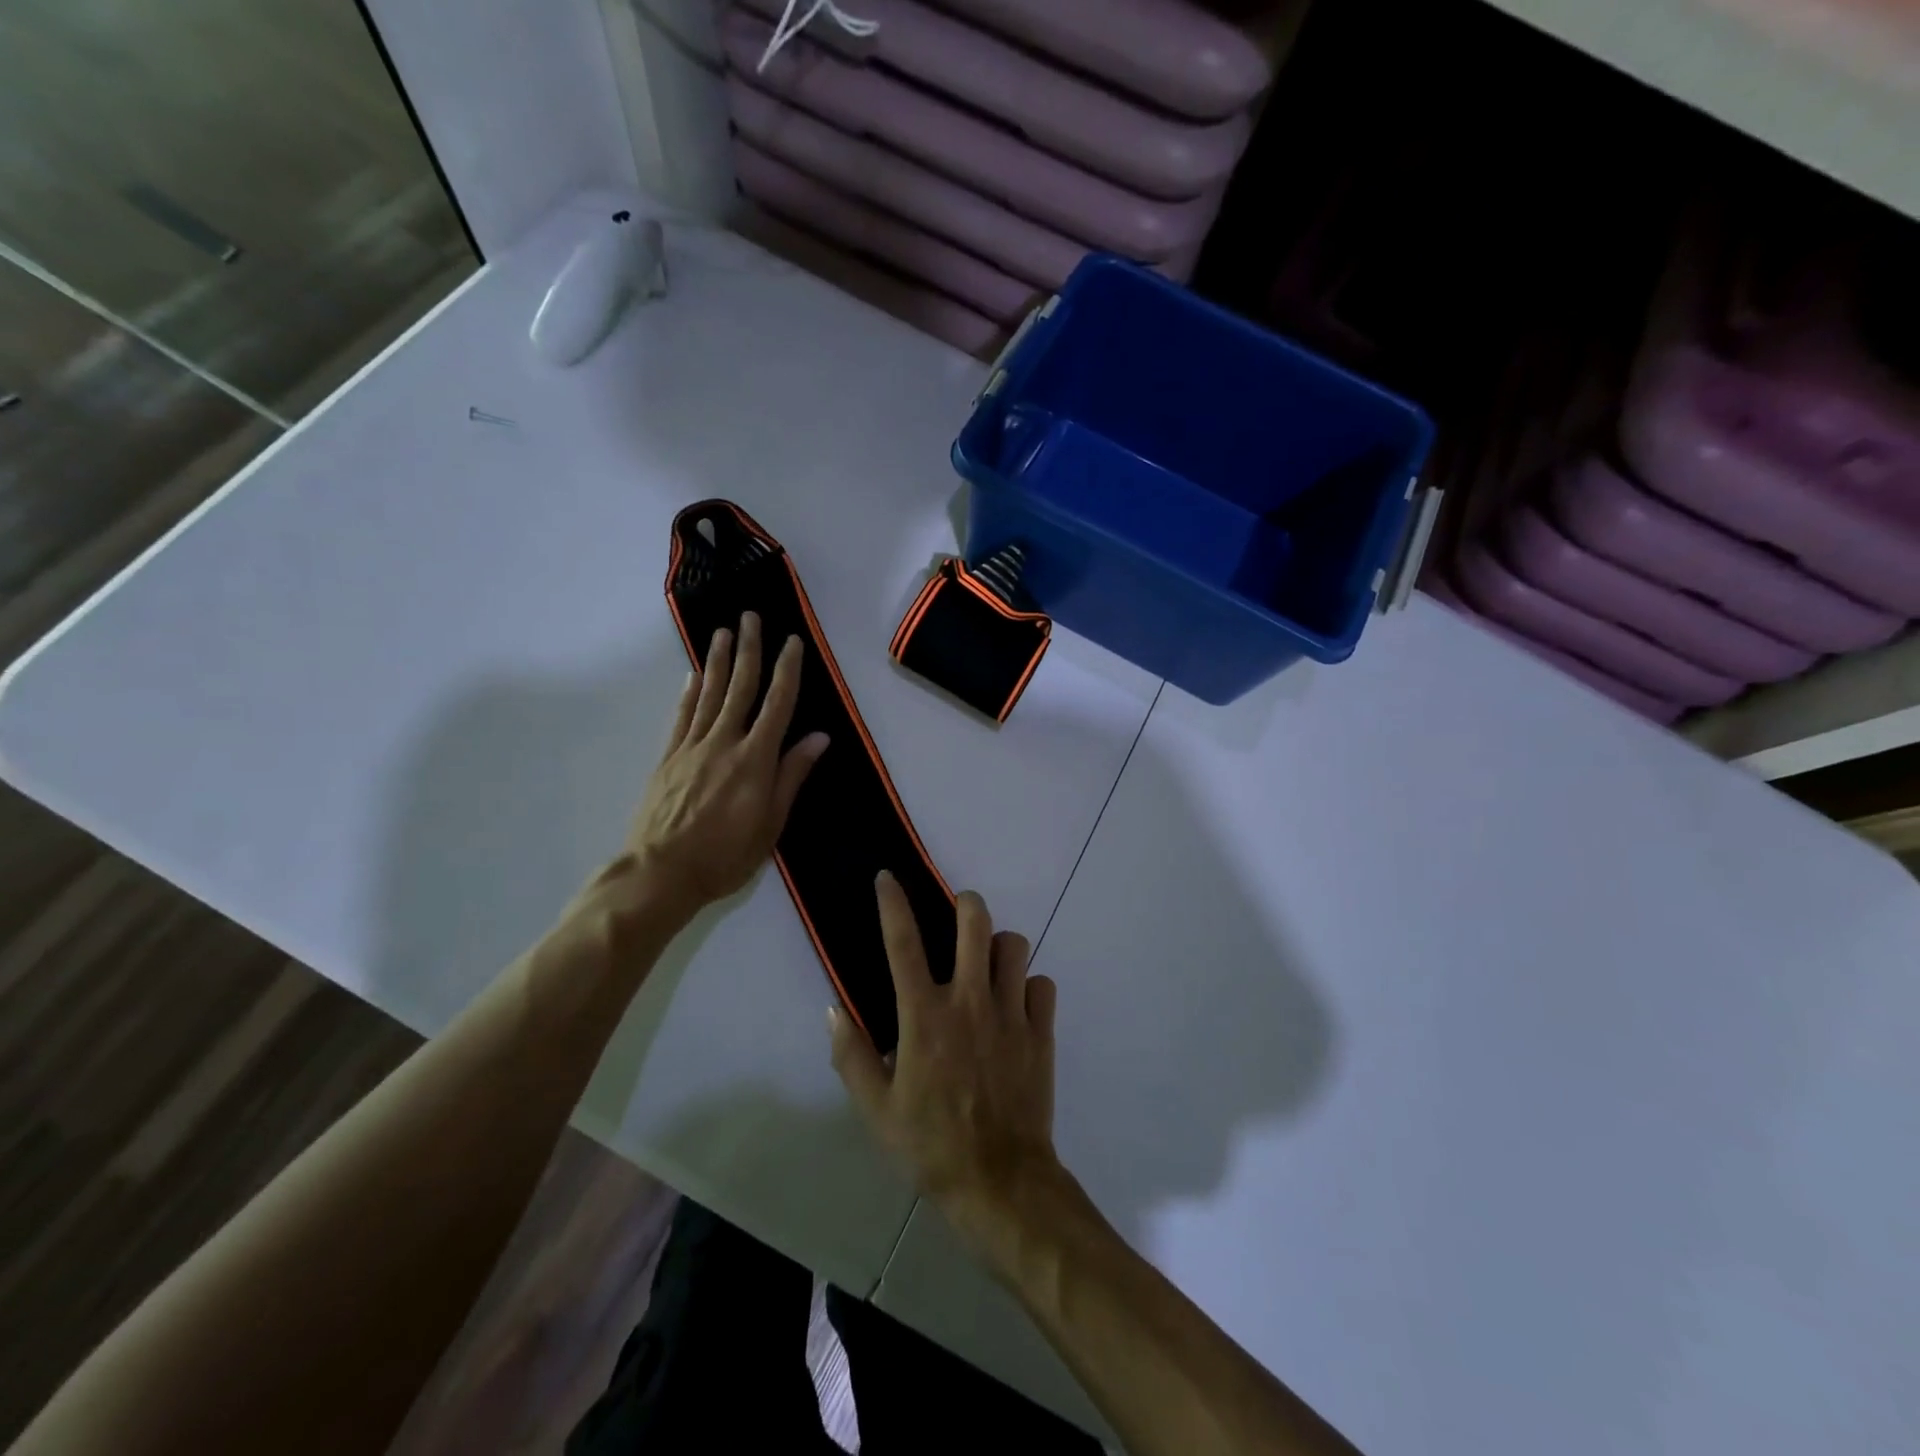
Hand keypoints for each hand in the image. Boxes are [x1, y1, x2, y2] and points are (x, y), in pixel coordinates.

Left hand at [630, 612, 830, 920]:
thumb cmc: (726, 855)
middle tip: (750, 617)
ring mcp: (692, 747)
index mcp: (755, 759)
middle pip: (740, 688)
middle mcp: (724, 742)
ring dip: (718, 661)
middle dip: (749, 650)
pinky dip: (690, 692)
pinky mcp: (669, 758)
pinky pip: (682, 716)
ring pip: (709, 694)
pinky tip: (694, 675)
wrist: (661, 872)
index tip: (792, 641)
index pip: (777, 704)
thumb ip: (792, 775)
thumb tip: (819, 737)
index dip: (787, 670)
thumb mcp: (772, 823)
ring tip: (723, 632)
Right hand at [829, 874, 1061, 1259]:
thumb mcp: (876, 1110)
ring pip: (1014, 946)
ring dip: (999, 946)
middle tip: (958, 913)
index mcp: (924, 1017)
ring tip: (988, 964)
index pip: (903, 943)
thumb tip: (833, 1009)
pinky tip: (1017, 1006)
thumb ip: (851, 1056)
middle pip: (975, 922)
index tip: (887, 877)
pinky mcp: (1042, 1032)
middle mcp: (969, 1001)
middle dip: (966, 903)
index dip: (892, 903)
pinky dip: (1029, 987)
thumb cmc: (931, 1146)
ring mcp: (1011, 1013)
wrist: (1000, 1183)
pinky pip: (1042, 985)